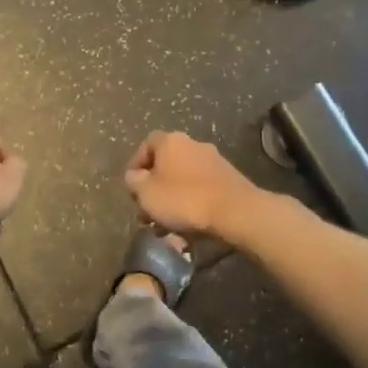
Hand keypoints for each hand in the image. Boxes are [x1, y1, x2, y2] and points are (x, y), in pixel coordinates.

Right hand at [123, 131, 258, 239]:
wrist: (235, 211)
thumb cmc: (183, 199)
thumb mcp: (146, 193)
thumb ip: (134, 181)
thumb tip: (134, 176)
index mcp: (171, 141)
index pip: (146, 145)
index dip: (136, 165)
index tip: (132, 187)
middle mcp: (193, 144)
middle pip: (165, 164)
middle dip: (154, 188)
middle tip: (147, 211)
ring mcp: (214, 161)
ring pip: (183, 179)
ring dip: (172, 199)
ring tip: (166, 226)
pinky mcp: (229, 179)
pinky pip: (201, 189)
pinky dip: (191, 204)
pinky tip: (187, 225)